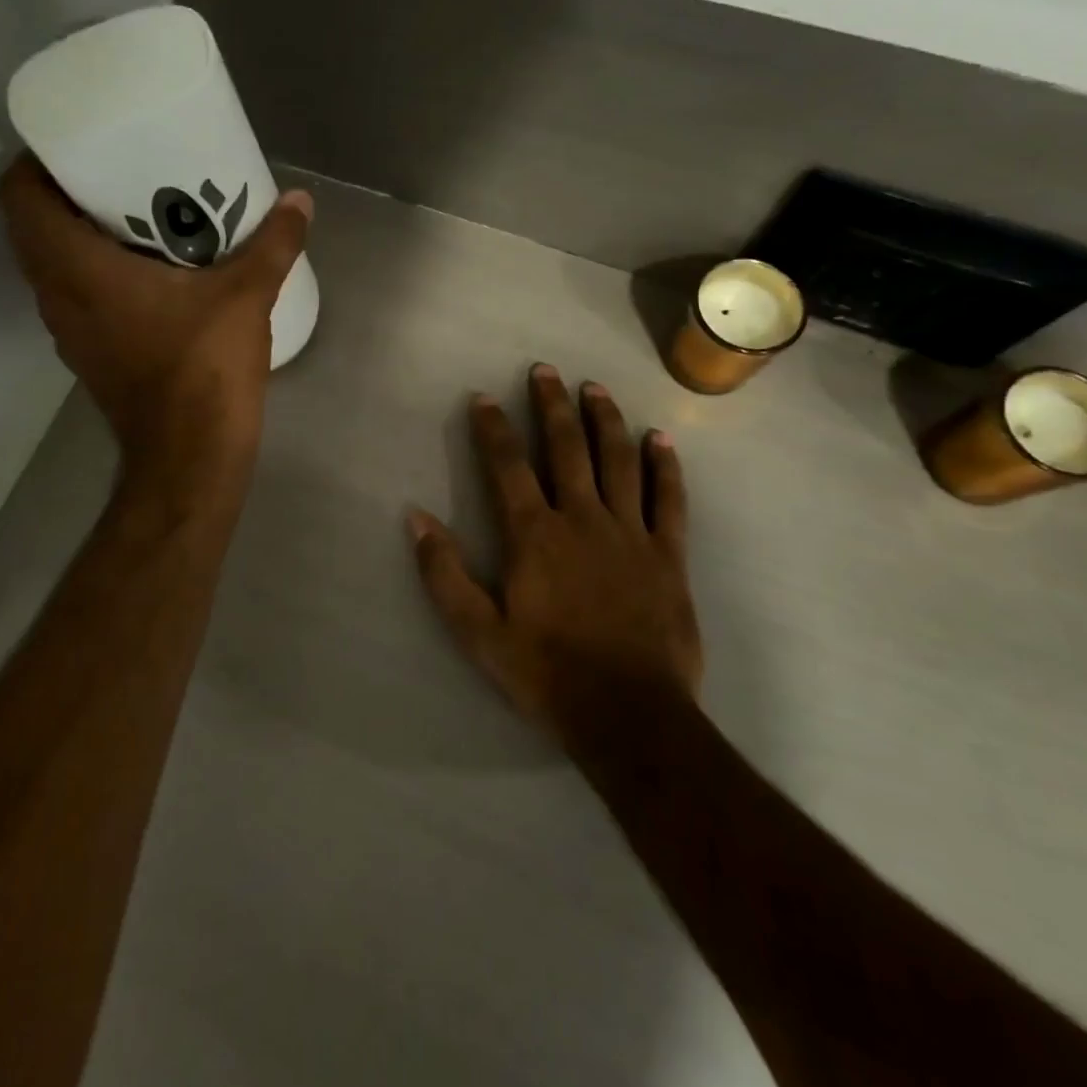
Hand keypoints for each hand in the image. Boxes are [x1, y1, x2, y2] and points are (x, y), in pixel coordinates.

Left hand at [0, 154, 311, 491]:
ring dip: (80, 236)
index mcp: (76, 268)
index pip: (18, 197)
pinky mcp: (90, 355)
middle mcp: (57, 296)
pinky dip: (96, 274)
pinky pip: (76, 297)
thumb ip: (273, 245)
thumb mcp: (245, 296)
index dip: (36, 161)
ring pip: (53, 266)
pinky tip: (149, 273)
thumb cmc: (204, 367)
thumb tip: (300, 201)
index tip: (78, 144)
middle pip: (33, 227)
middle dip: (68, 193)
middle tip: (119, 171)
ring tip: (136, 214)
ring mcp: (69, 331)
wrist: (190, 455)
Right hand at [407, 365, 701, 742]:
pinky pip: (670, 500)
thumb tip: (416, 517)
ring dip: (604, 421)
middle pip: (566, 448)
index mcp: (535, 535)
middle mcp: (582, 519)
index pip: (507, 466)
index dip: (493, 428)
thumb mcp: (478, 632)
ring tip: (595, 389)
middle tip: (545, 371)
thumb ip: (444, 573)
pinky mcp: (668, 555)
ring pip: (617, 461)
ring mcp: (631, 533)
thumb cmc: (546, 672)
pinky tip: (659, 439)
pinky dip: (665, 467)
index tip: (484, 397)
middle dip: (552, 406)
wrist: (628, 715)